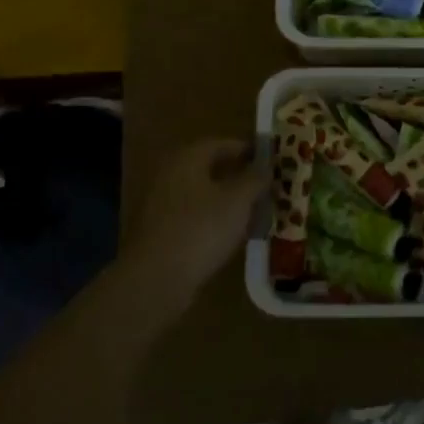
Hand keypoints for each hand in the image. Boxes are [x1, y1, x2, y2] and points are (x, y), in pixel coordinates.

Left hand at [125, 138, 265, 303]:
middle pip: (209, 168)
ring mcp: (160, 205)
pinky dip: (211, 220)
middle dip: (237, 175)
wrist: (154, 280)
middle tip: (264, 185)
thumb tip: (267, 167)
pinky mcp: (158, 233)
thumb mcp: (238, 200)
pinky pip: (191, 217)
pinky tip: (229, 235)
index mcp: (187, 158)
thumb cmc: (201, 229)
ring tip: (252, 211)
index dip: (247, 149)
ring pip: (201, 194)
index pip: (221, 144)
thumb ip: (255, 179)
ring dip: (225, 199)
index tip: (269, 159)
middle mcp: (170, 175)